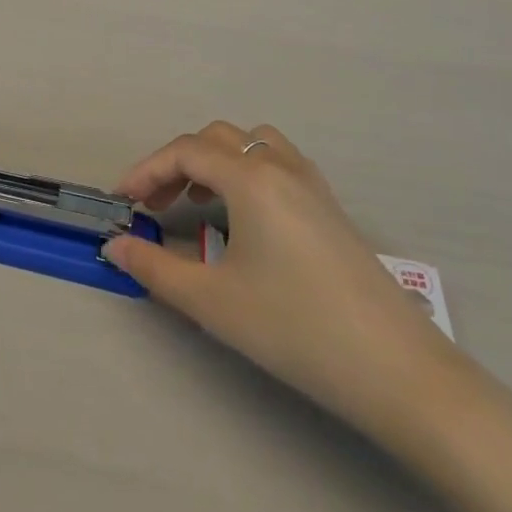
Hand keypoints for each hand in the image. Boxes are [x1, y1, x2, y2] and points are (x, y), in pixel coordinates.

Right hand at [104, 122, 451, 437]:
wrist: (397, 371)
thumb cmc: (296, 329)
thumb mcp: (213, 302)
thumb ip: (154, 268)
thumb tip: (114, 247)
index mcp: (251, 179)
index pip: (185, 152)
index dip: (146, 170)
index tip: (122, 201)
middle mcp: (281, 167)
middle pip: (216, 139)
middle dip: (177, 164)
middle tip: (154, 205)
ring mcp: (313, 185)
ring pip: (252, 144)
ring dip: (216, 161)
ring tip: (198, 202)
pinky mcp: (331, 208)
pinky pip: (279, 163)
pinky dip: (248, 172)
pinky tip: (245, 217)